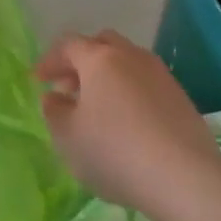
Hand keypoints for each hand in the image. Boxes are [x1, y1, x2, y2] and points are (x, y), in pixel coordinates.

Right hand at [36, 30, 220, 210]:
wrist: (183, 176)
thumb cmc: (114, 151)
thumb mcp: (68, 137)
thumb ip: (54, 112)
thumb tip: (54, 96)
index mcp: (100, 59)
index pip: (68, 45)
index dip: (49, 60)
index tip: (37, 80)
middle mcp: (131, 56)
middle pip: (102, 44)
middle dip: (81, 61)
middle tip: (68, 87)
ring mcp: (160, 74)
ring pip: (126, 62)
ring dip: (106, 76)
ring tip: (96, 108)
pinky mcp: (179, 96)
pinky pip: (145, 82)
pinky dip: (129, 91)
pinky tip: (126, 121)